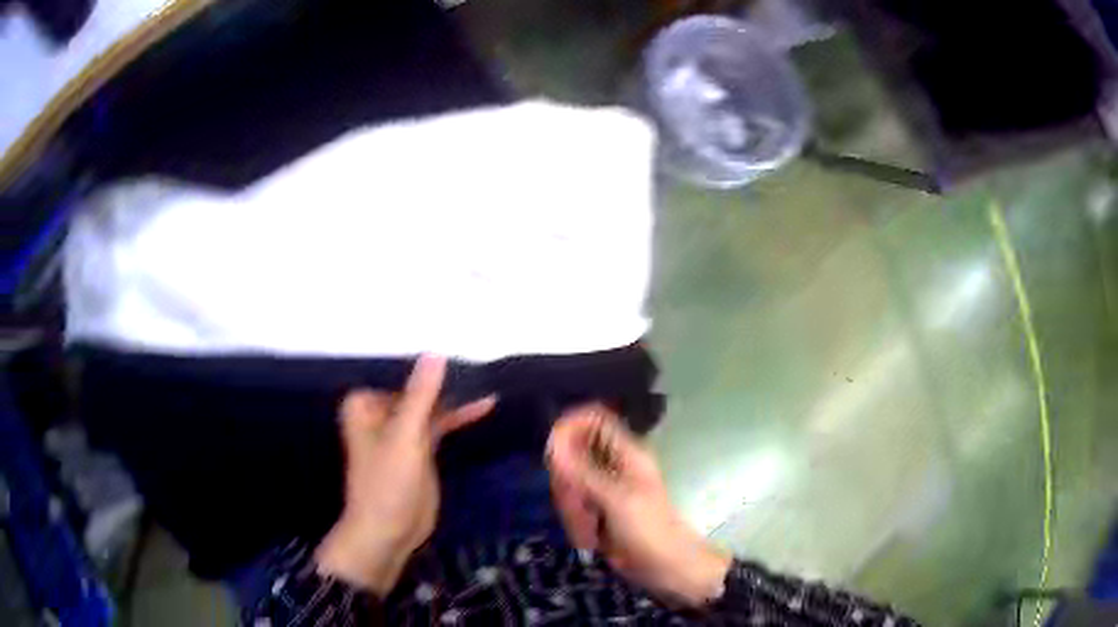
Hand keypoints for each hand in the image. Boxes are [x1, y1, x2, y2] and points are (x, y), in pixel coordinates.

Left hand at [315, 355, 495, 595]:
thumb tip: (436, 353)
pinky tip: (484, 406)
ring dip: (455, 398)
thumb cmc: (387, 482)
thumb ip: (420, 395)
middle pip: (417, 388)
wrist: (388, 532)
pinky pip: (439, 425)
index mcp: (365, 404)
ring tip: (487, 378)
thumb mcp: (405, 435)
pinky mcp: (419, 449)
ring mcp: (401, 432)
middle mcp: (380, 412)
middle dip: (445, 379)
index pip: (399, 371)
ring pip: (431, 406)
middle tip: (480, 358)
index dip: (427, 361)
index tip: (459, 344)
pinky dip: (458, 417)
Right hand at [546, 405, 730, 606]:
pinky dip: (576, 523)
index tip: (553, 453)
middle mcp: (612, 466)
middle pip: (571, 456)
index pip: (593, 420)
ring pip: (568, 485)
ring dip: (573, 510)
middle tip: (581, 507)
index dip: (570, 427)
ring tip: (591, 528)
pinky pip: (572, 508)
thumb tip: (554, 442)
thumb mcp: (616, 499)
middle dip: (570, 485)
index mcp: (626, 454)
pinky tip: (591, 539)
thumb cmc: (649, 529)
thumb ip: (583, 471)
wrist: (665, 567)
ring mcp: (603, 490)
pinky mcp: (596, 512)